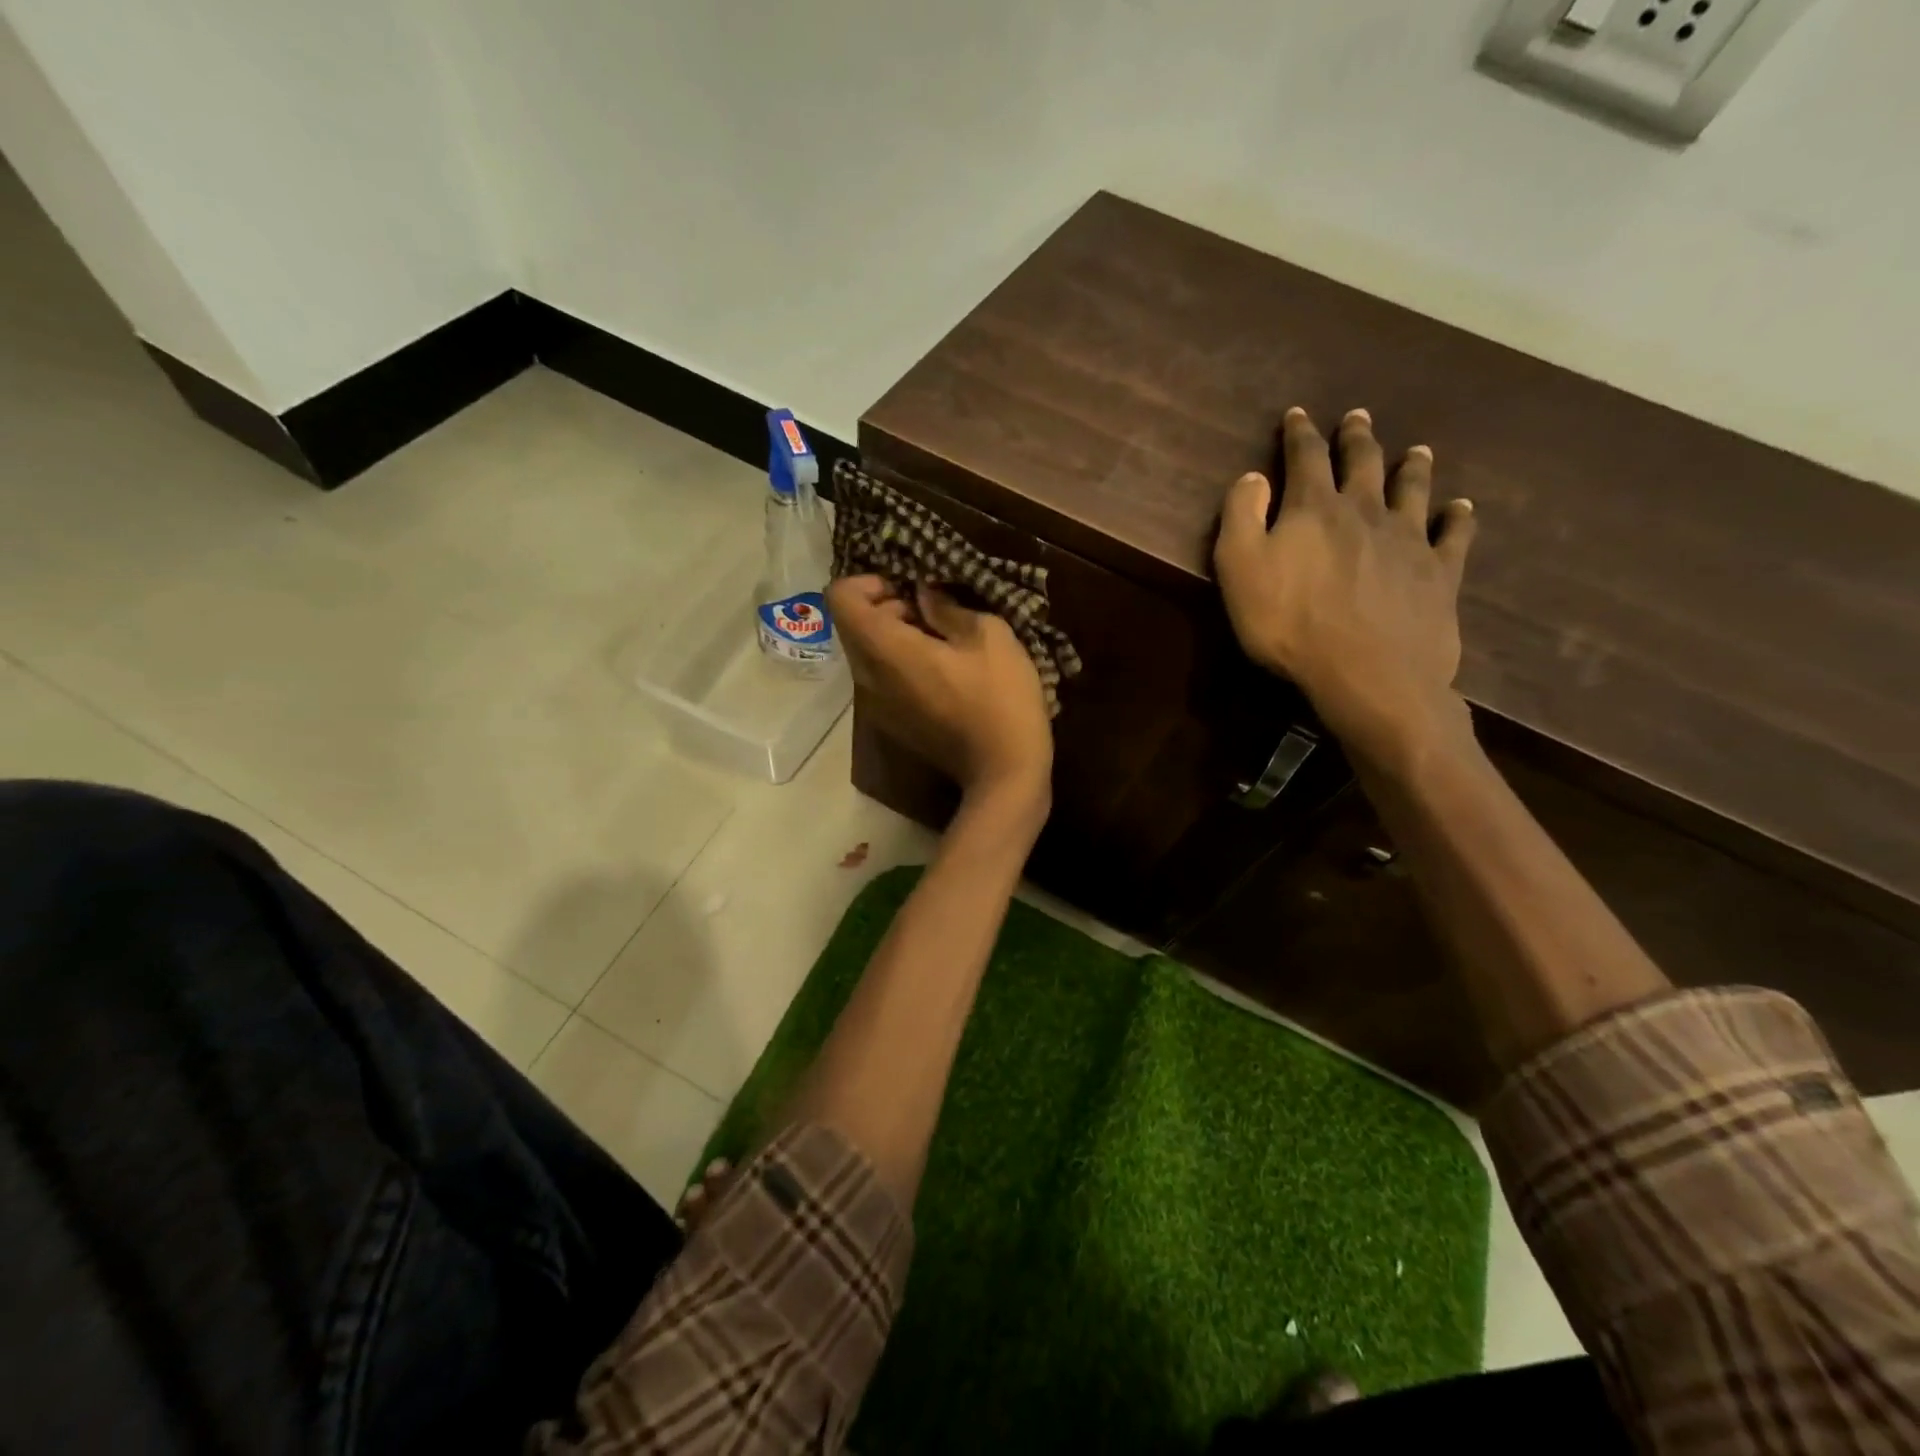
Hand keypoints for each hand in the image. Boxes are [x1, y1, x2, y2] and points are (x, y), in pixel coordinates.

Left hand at [828, 575, 1052, 812]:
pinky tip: (940, 671)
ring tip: (941, 641)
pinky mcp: (890, 723)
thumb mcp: (989, 636)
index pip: (840, 597)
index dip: (868, 582)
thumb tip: (923, 594)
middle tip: (933, 613)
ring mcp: (875, 705)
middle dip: (885, 607)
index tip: (907, 589)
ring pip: (865, 652)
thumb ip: (947, 607)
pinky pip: (879, 678)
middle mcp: (867, 677)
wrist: (1004, 771)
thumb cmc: (1001, 698)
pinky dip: (898, 663)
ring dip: (894, 635)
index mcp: (886, 650)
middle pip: (851, 624)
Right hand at [1214, 407, 1478, 764]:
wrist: (1367, 673)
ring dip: (1412, 467)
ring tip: (1418, 450)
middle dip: (1356, 438)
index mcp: (1314, 508)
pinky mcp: (1439, 574)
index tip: (1298, 414)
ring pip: (1413, 490)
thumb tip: (1253, 477)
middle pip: (1363, 463)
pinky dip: (1458, 516)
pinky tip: (1462, 507)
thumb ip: (1241, 517)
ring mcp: (1409, 540)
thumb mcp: (1240, 569)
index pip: (1306, 457)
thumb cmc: (1289, 624)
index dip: (1300, 434)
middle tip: (1358, 417)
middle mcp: (1365, 511)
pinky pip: (1454, 535)